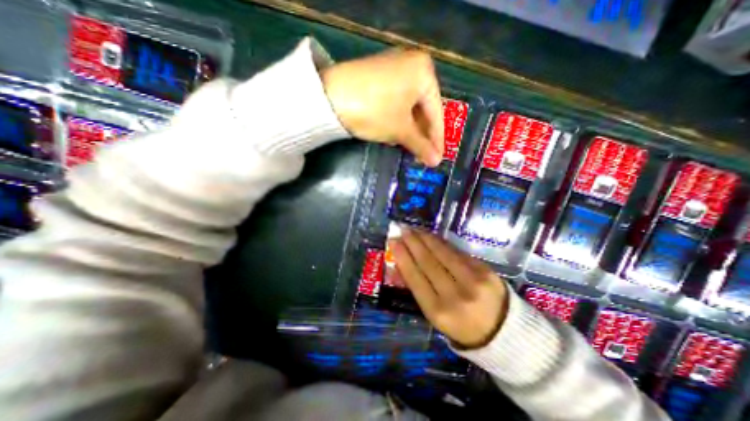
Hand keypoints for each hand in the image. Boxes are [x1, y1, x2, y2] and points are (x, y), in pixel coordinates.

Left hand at [319, 48, 440, 165]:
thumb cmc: (374, 111)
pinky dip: (398, 119)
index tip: (438, 159)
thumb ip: (421, 145)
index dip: (437, 139)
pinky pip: (396, 101)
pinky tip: (395, 134)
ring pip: (409, 106)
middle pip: (423, 109)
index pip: (437, 112)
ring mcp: (393, 68)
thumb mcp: (400, 130)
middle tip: (423, 156)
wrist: (329, 97)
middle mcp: (412, 64)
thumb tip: (436, 162)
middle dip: (422, 135)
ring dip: (410, 129)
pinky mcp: (378, 76)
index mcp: (424, 72)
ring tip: (410, 149)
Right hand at [386, 228, 509, 346]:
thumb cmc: (461, 326)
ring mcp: (473, 281)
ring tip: (415, 229)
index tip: (393, 241)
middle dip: (412, 243)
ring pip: (443, 253)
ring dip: (426, 238)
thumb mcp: (435, 315)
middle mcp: (455, 295)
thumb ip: (418, 289)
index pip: (414, 277)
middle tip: (402, 229)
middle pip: (427, 261)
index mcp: (438, 311)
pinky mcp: (485, 270)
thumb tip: (401, 264)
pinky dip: (442, 243)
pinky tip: (432, 236)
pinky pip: (457, 252)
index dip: (402, 256)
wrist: (503, 332)